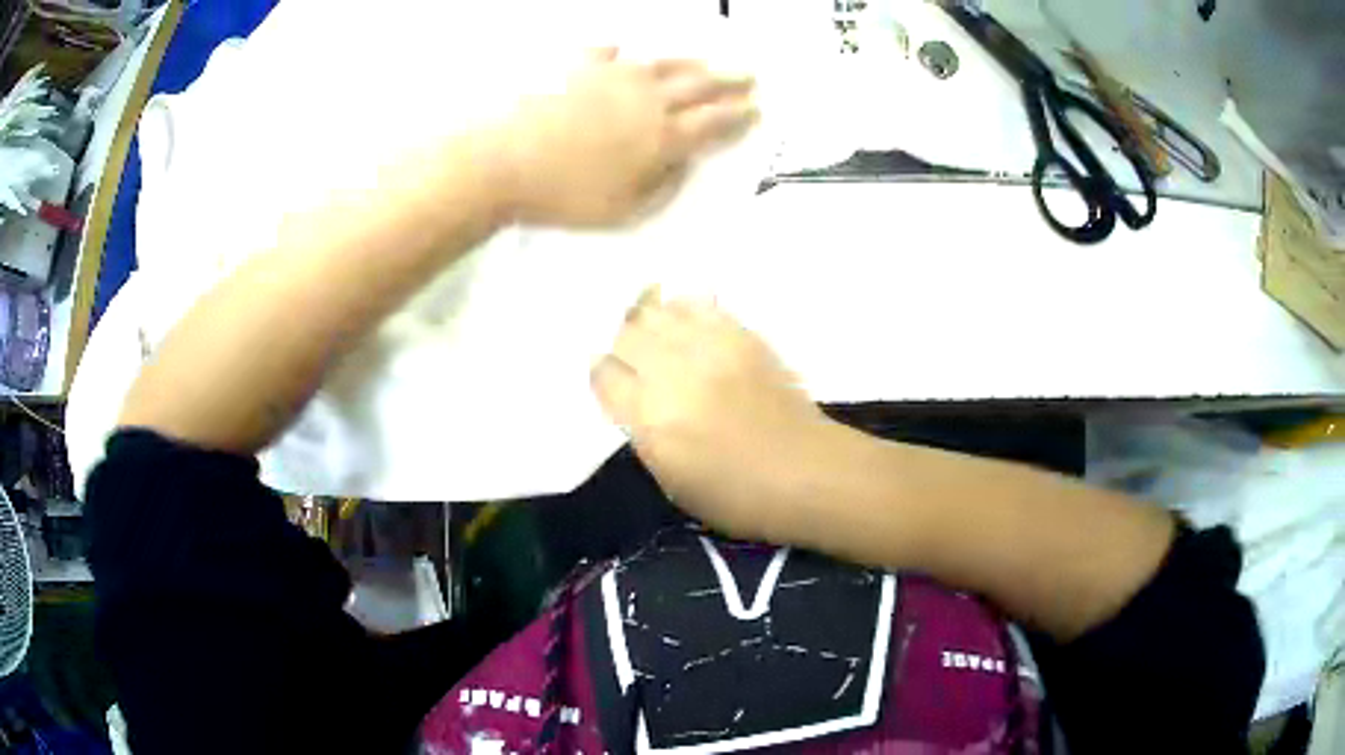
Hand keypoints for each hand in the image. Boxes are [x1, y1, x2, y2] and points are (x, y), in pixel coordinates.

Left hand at [499, 49, 756, 227]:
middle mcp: (647, 99)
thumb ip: (661, 186)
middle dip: (729, 81)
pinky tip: (622, 50)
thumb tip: (683, 163)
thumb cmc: (563, 196)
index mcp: (662, 137)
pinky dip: (618, 52)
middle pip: (698, 86)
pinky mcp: (576, 66)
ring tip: (708, 59)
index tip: (757, 109)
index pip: (713, 123)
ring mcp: (612, 76)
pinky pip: (605, 52)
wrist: (503, 161)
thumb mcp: (623, 210)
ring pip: (662, 63)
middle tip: (749, 75)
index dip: (738, 117)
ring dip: (690, 61)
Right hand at [590, 290, 841, 541]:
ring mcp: (709, 347)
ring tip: (658, 338)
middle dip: (623, 347)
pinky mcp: (741, 335)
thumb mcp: (672, 482)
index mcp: (650, 417)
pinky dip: (684, 311)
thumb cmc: (737, 496)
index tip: (613, 383)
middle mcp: (673, 372)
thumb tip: (630, 400)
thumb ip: (643, 434)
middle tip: (634, 361)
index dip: (603, 376)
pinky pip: (698, 305)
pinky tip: (689, 328)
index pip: (603, 374)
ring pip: (658, 311)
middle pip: (626, 334)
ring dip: (650, 323)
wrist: (806, 472)